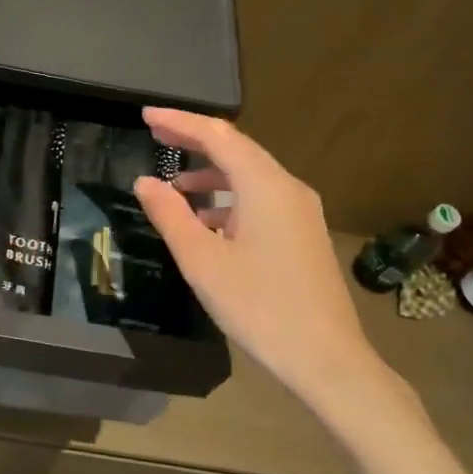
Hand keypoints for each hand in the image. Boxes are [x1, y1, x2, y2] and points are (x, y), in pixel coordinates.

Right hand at [134, 108, 405, 418]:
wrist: (327, 358)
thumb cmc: (259, 307)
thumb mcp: (202, 261)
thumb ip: (170, 215)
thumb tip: (145, 182)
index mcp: (264, 186)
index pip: (217, 136)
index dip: (179, 122)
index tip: (145, 115)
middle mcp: (287, 188)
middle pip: (236, 149)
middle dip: (194, 141)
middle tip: (155, 136)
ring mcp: (300, 211)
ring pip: (249, 176)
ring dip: (211, 174)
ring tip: (174, 185)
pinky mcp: (303, 234)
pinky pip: (261, 199)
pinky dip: (229, 199)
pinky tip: (207, 222)